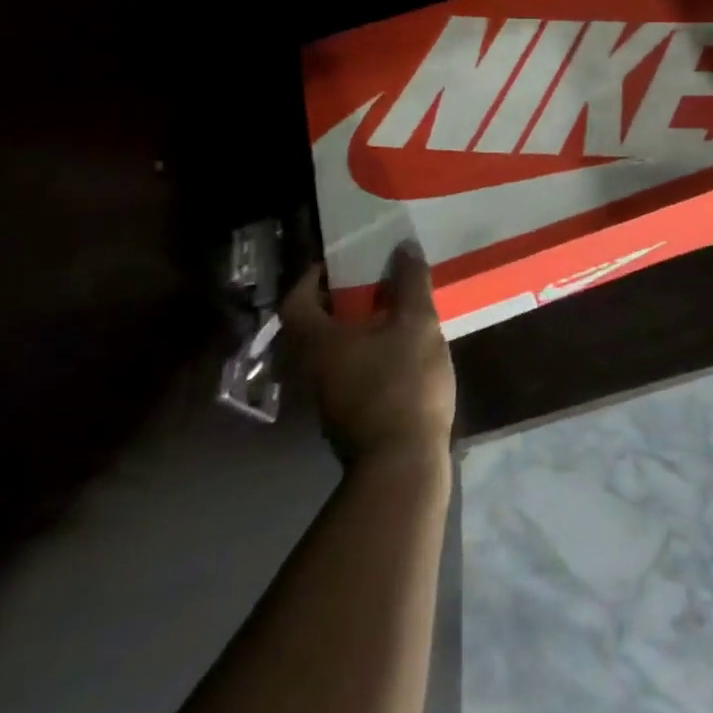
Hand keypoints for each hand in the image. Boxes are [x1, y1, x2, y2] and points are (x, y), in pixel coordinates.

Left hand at [283, 244, 456, 465]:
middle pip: (315, 326)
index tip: (338, 262)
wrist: (403, 465)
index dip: (312, 278)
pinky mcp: (349, 418)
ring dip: (356, 328)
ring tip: (394, 310)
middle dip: (341, 300)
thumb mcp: (416, 323)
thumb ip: (410, 282)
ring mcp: (329, 399)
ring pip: (334, 351)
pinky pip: (351, 371)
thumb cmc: (403, 384)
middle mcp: (313, 370)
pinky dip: (368, 353)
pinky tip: (400, 350)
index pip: (296, 302)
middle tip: (374, 281)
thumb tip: (402, 247)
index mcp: (319, 343)